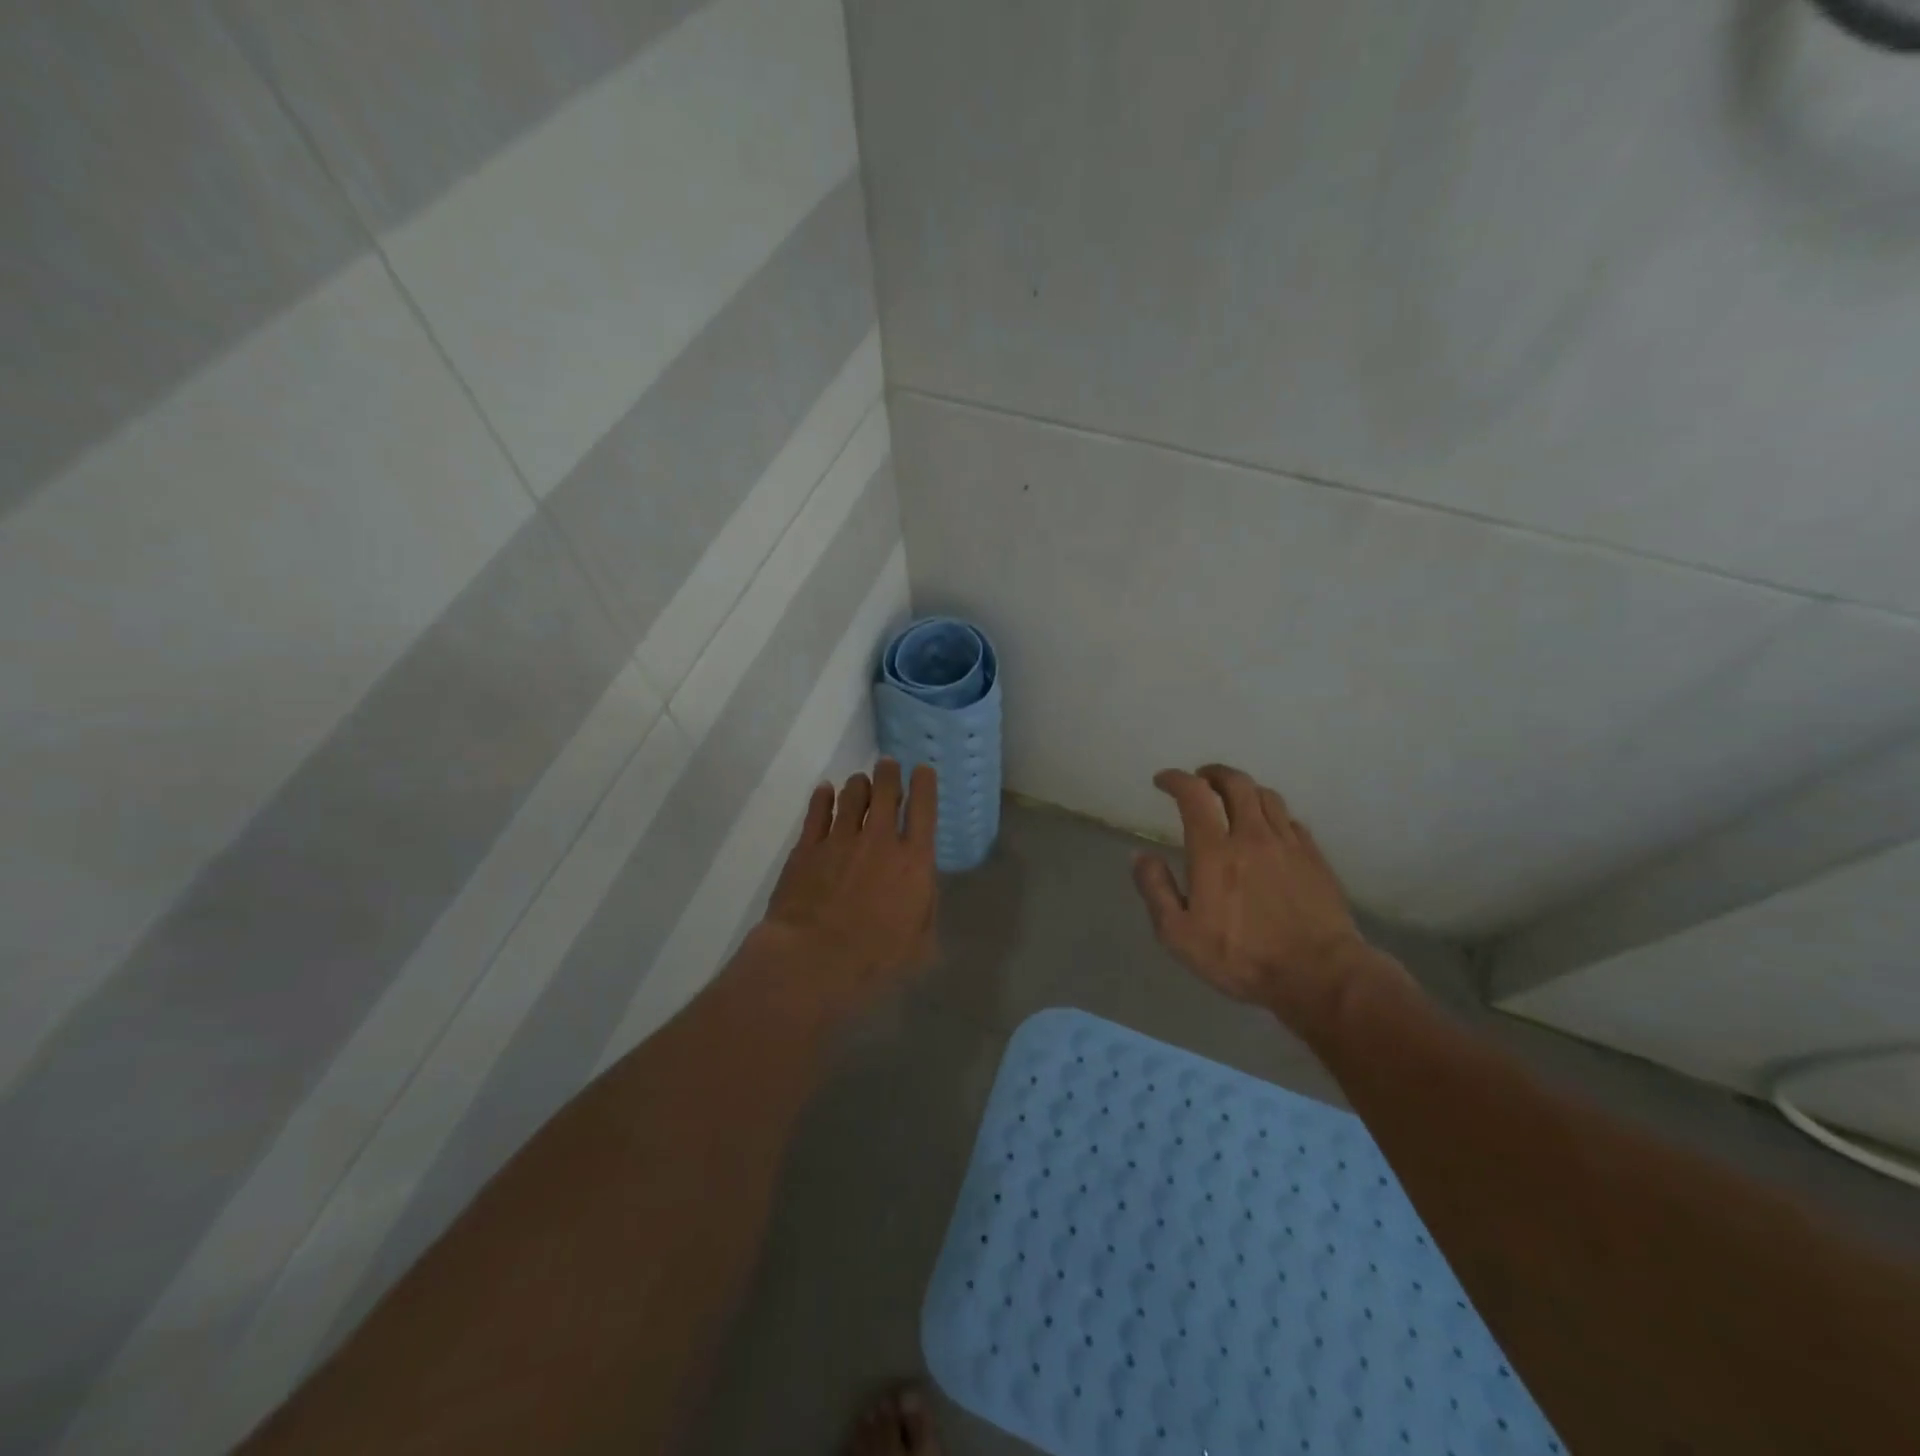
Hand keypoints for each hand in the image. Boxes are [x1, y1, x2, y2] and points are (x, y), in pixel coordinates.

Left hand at [759, 759, 938, 1014]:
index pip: (924, 809)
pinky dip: (823, 797)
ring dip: (858, 784)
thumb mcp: (920, 944)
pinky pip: (817, 811)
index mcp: (914, 860)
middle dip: (889, 773)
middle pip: (886, 791)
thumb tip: (921, 891)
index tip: (923, 770)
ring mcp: (840, 839)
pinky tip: (824, 791)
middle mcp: (879, 839)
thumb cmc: (875, 960)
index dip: (925, 784)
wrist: (814, 960)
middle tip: (888, 765)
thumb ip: (924, 910)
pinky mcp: (808, 847)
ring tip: (859, 781)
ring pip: (851, 795)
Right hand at [1131, 764, 1391, 1034]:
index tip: (1163, 780)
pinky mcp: (1315, 859)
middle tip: (1200, 779)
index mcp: (1214, 851)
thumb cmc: (1241, 958)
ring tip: (1233, 798)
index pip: (1194, 795)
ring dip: (1244, 789)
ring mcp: (1288, 845)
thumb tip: (1140, 855)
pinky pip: (1291, 820)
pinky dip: (1272, 814)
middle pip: (1235, 783)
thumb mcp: (1178, 935)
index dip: (1176, 779)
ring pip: (1266, 796)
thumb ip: (1155, 890)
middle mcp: (1252, 836)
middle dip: (1213, 774)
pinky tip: (1269, 828)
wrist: (1319, 975)